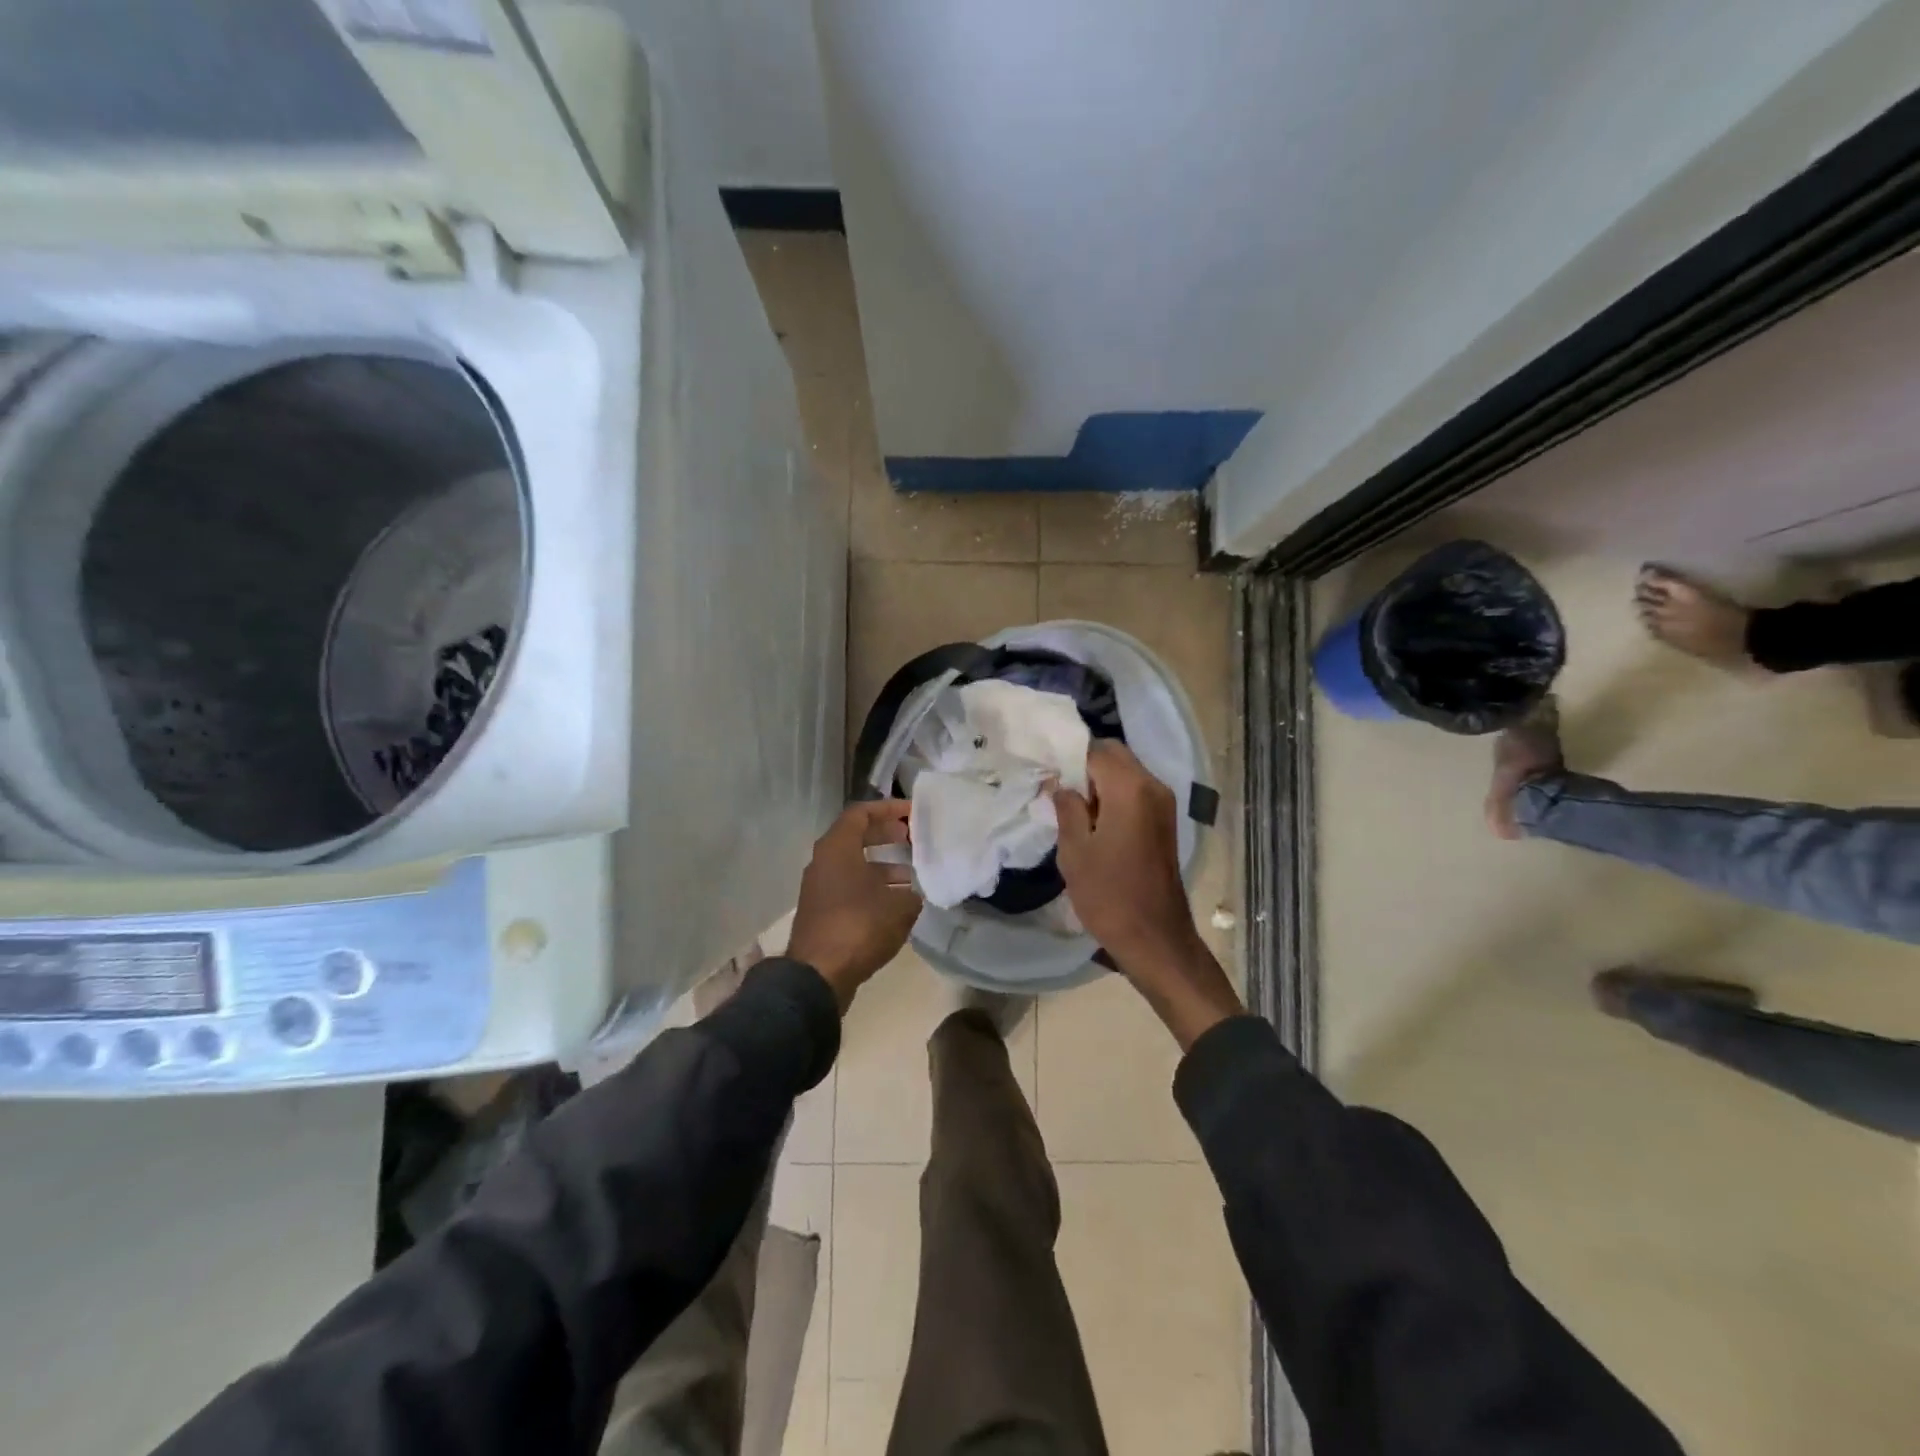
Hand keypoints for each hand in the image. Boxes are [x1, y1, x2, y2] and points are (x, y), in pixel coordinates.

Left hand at [788, 800, 921, 1008]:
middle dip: (885, 835)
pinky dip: (873, 888)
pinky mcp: (822, 912)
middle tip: (912, 837)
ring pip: (854, 865)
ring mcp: (820, 888)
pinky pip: (851, 888)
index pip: (861, 813)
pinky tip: (897, 904)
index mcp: (837, 848)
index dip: (888, 809)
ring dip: (882, 866)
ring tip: (912, 876)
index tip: (912, 812)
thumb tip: (912, 893)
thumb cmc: (859, 926)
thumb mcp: (899, 906)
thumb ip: (910, 892)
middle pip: (856, 837)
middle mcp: (823, 862)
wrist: (819, 975)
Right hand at [1052, 743, 1242, 1048]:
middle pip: (1114, 755)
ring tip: (1070, 806)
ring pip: (1126, 772)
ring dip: (1099, 781)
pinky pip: (1135, 792)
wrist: (1155, 938)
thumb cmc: (1109, 895)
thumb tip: (1059, 783)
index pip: (1095, 750)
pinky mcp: (1165, 821)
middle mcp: (1152, 786)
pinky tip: (1092, 820)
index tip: (1044, 771)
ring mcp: (1163, 804)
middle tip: (1056, 788)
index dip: (1067, 756)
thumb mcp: (1075, 851)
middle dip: (1085, 765)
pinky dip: (1113, 795)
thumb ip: (1066, 808)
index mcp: (1130, 789)